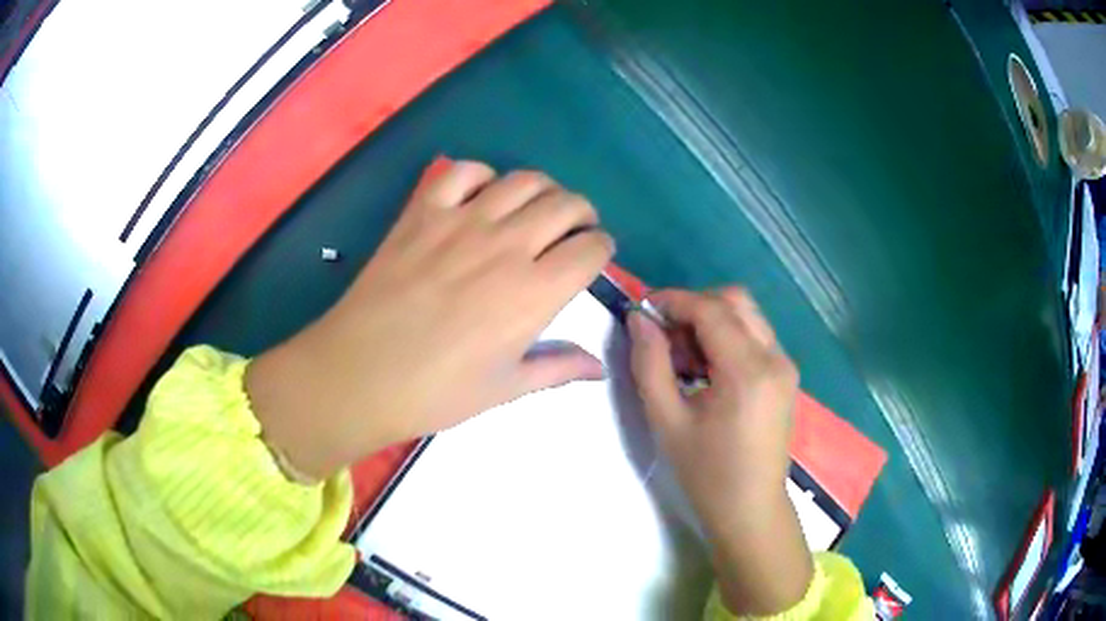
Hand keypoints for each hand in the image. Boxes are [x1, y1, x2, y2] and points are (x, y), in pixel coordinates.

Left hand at [246, 161, 613, 479]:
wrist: (359, 373)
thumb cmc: (435, 391)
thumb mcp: (505, 388)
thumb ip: (557, 368)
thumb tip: (597, 368)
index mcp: (534, 292)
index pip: (591, 248)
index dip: (601, 249)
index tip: (593, 258)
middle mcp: (506, 245)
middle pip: (566, 204)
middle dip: (581, 214)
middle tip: (571, 231)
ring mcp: (461, 221)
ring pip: (523, 181)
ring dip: (543, 191)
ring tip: (535, 210)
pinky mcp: (423, 212)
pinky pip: (462, 171)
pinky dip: (482, 175)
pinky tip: (482, 196)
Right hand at [628, 288, 812, 615]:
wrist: (750, 509)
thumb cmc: (706, 473)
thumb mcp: (667, 420)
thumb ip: (650, 363)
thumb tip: (639, 319)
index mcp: (748, 370)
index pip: (711, 309)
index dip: (673, 300)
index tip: (641, 309)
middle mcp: (775, 357)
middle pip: (735, 300)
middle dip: (694, 306)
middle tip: (664, 336)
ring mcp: (785, 365)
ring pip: (746, 315)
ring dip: (711, 320)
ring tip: (682, 358)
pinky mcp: (785, 375)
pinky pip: (755, 336)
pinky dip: (727, 337)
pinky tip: (706, 369)